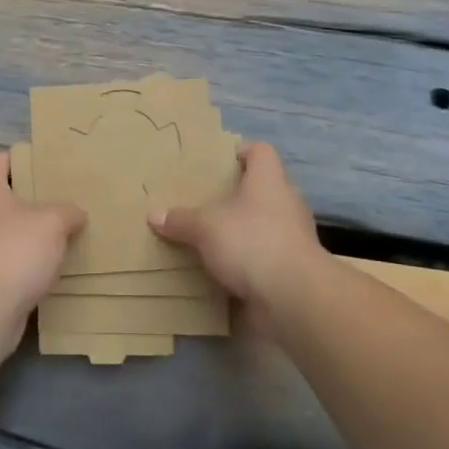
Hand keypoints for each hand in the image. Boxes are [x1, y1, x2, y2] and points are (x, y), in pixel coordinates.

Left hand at [0, 152, 85, 340]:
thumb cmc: (15, 251)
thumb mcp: (53, 222)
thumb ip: (67, 212)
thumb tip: (76, 213)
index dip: (15, 157)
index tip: (41, 162)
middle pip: (1, 198)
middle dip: (29, 200)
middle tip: (60, 201)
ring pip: (5, 233)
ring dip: (28, 236)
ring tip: (60, 237)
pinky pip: (6, 263)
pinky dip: (24, 264)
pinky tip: (49, 270)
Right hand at [149, 141, 327, 308]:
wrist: (293, 297)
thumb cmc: (251, 242)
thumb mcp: (205, 228)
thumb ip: (181, 220)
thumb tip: (154, 215)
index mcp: (269, 180)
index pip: (261, 152)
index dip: (243, 151)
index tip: (222, 161)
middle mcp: (287, 203)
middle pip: (265, 188)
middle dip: (240, 195)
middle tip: (210, 202)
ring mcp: (295, 237)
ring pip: (268, 223)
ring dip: (246, 230)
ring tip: (216, 238)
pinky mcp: (295, 268)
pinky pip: (269, 256)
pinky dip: (251, 260)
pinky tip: (228, 270)